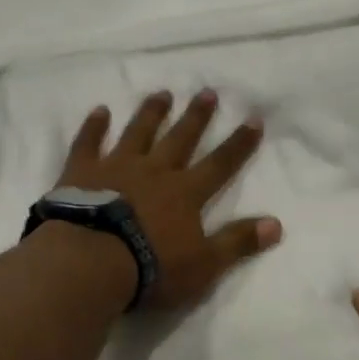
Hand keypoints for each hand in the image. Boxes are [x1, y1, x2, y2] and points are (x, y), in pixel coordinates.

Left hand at [58, 89, 281, 312]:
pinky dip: (94, 126)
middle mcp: (155, 170)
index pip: (220, 164)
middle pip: (181, 138)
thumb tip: (277, 224)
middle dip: (196, 116)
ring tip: (162, 93)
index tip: (253, 119)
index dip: (239, 143)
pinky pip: (89, 143)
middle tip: (207, 92)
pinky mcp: (82, 172)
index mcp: (186, 193)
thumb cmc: (151, 267)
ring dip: (152, 112)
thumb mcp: (204, 264)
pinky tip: (100, 111)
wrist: (90, 262)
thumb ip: (238, 241)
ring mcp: (117, 167)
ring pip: (139, 132)